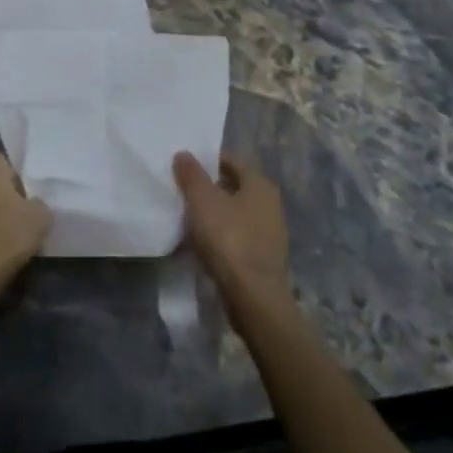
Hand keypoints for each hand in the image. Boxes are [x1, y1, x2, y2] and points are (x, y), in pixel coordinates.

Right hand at [174, 153, 290, 302]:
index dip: (207, 160)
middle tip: (182, 189)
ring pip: (235, 213)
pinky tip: (201, 243)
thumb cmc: (229, 239)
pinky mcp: (263, 258)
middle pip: (234, 186)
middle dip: (209, 187)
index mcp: (260, 184)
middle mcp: (270, 204)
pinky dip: (220, 235)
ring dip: (214, 212)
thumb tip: (184, 154)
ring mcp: (270, 233)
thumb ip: (191, 174)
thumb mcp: (202, 200)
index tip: (184, 166)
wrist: (254, 298)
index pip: (232, 160)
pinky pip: (237, 236)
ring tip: (187, 216)